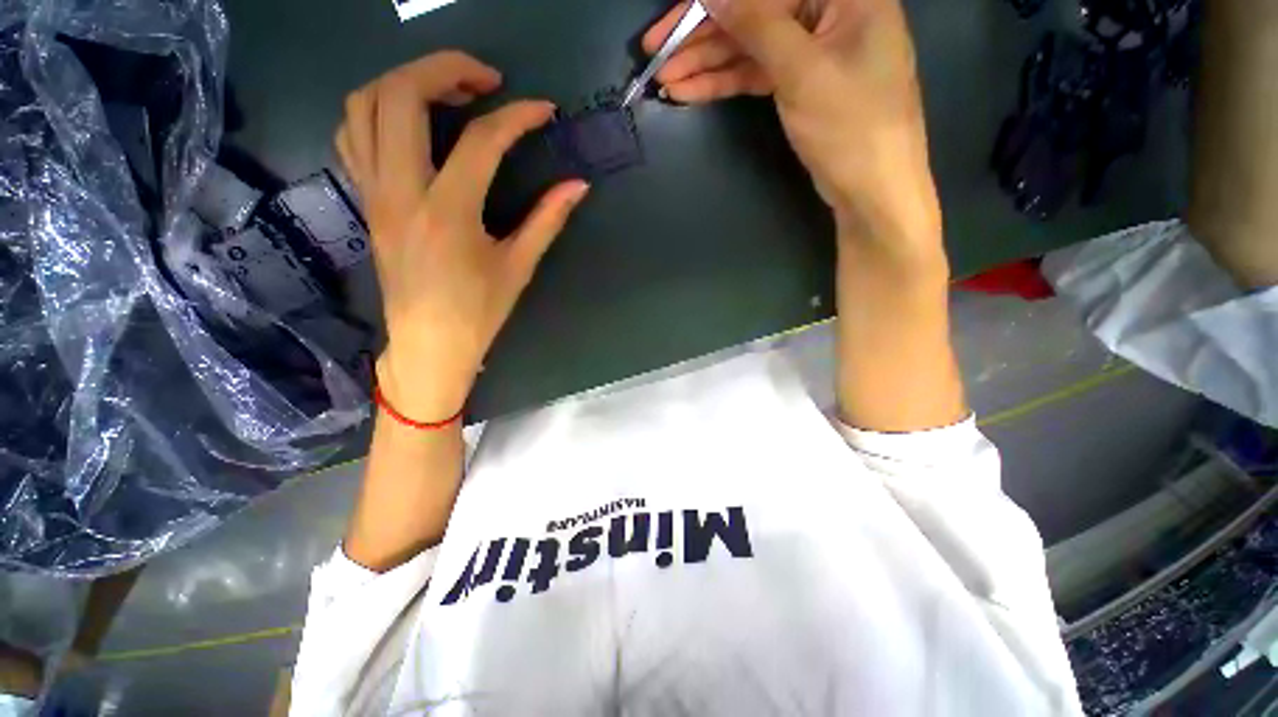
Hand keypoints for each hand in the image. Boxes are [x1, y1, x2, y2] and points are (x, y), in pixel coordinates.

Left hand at [336, 52, 589, 419]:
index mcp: (448, 213)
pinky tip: (411, 122)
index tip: (543, 110)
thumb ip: (547, 220)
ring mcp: (374, 192)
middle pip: (401, 95)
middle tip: (486, 80)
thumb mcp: (518, 267)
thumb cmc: (478, 312)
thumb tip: (577, 186)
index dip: (518, 116)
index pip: (482, 140)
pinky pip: (353, 135)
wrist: (428, 344)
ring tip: (446, 91)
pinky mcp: (366, 200)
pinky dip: (378, 110)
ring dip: (405, 81)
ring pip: (364, 105)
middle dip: (445, 68)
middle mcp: (401, 191)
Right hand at [644, 0, 942, 262]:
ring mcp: (811, 50)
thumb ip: (758, 24)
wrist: (871, 189)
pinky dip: (724, 83)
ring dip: (706, 64)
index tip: (673, 18)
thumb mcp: (803, 71)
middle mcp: (827, 11)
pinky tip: (690, 91)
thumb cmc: (851, 126)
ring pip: (749, 47)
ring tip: (664, 79)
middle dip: (702, 35)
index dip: (718, 2)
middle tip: (654, 52)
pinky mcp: (798, 84)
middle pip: (754, 13)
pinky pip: (755, 74)